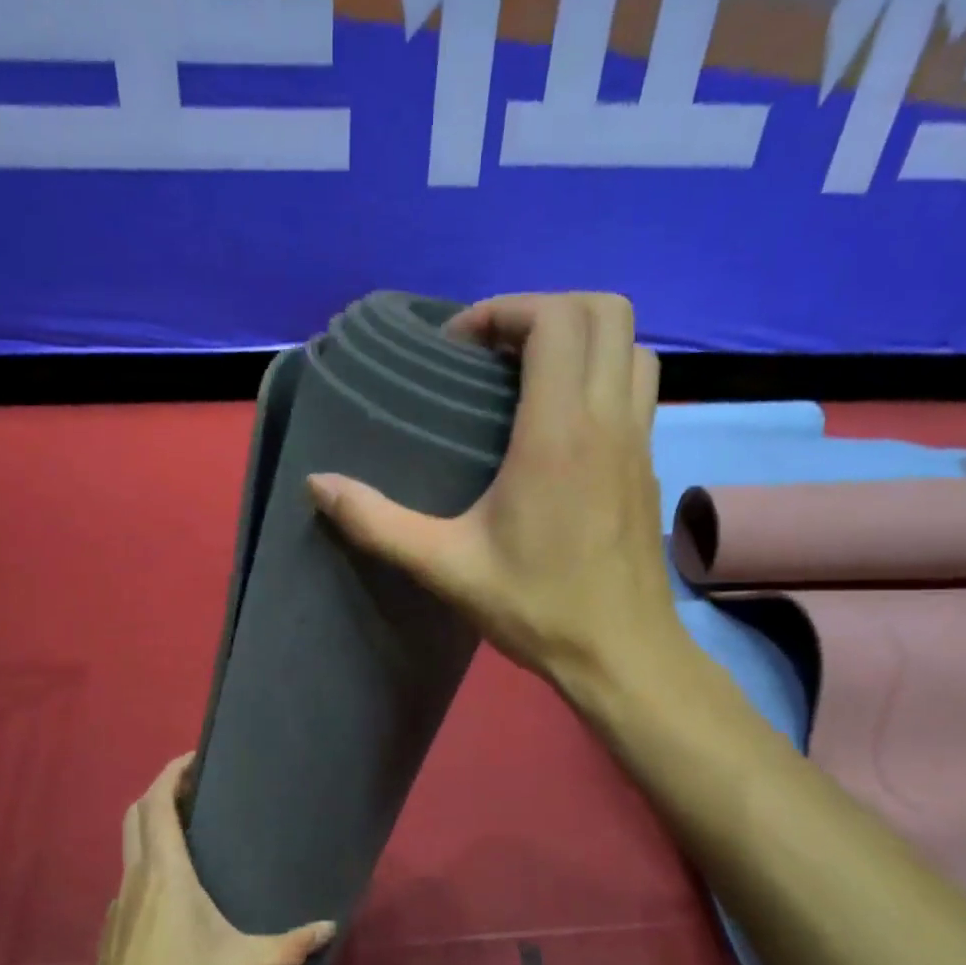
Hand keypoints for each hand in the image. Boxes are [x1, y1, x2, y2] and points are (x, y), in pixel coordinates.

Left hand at [84, 754, 335, 964]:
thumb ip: (289, 946)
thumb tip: (329, 926)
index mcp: (166, 873)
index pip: (158, 803)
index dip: (171, 772)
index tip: (195, 758)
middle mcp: (138, 875)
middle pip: (137, 812)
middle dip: (161, 790)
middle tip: (194, 788)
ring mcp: (119, 899)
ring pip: (130, 841)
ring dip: (153, 823)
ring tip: (188, 829)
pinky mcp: (112, 923)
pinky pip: (129, 873)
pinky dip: (147, 858)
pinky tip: (172, 888)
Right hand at [308, 292, 679, 697]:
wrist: (622, 655)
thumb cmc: (537, 607)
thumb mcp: (444, 567)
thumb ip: (377, 522)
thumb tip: (317, 485)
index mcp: (559, 433)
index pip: (555, 320)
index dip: (504, 311)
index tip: (459, 347)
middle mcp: (609, 420)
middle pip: (604, 311)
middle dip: (543, 309)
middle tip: (493, 350)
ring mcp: (639, 439)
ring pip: (630, 344)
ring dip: (580, 336)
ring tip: (528, 373)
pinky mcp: (648, 463)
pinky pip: (637, 384)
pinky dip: (601, 371)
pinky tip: (559, 419)